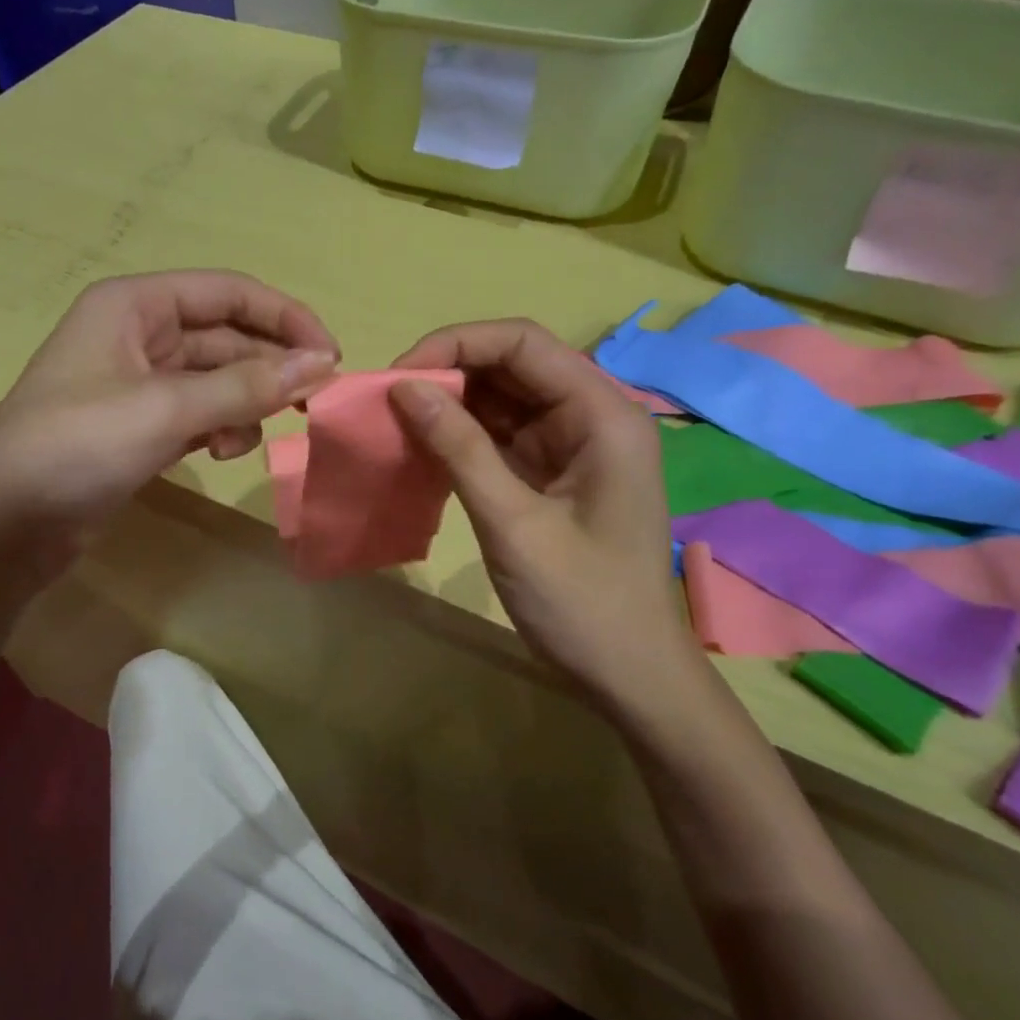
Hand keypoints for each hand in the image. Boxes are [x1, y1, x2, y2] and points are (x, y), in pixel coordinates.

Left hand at [0, 266, 334, 557]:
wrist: (1, 526)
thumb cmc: (77, 446)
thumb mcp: (167, 409)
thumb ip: (248, 385)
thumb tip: (322, 363)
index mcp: (135, 305)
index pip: (229, 292)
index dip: (284, 318)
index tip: (331, 355)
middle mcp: (138, 333)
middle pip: (227, 335)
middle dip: (270, 367)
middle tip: (315, 402)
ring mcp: (138, 382)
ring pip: (217, 377)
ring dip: (246, 401)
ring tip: (255, 434)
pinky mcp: (139, 426)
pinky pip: (200, 412)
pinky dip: (221, 427)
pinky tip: (223, 453)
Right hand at [387, 319, 711, 726]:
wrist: (631, 676)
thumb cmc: (583, 603)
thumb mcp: (514, 523)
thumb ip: (460, 449)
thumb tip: (403, 388)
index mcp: (602, 414)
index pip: (523, 342)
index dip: (457, 344)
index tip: (400, 376)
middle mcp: (591, 415)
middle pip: (512, 365)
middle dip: (449, 373)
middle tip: (389, 401)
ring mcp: (573, 444)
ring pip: (503, 398)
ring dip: (451, 405)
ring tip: (396, 421)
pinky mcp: (553, 472)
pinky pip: (501, 435)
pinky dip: (461, 437)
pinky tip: (423, 448)